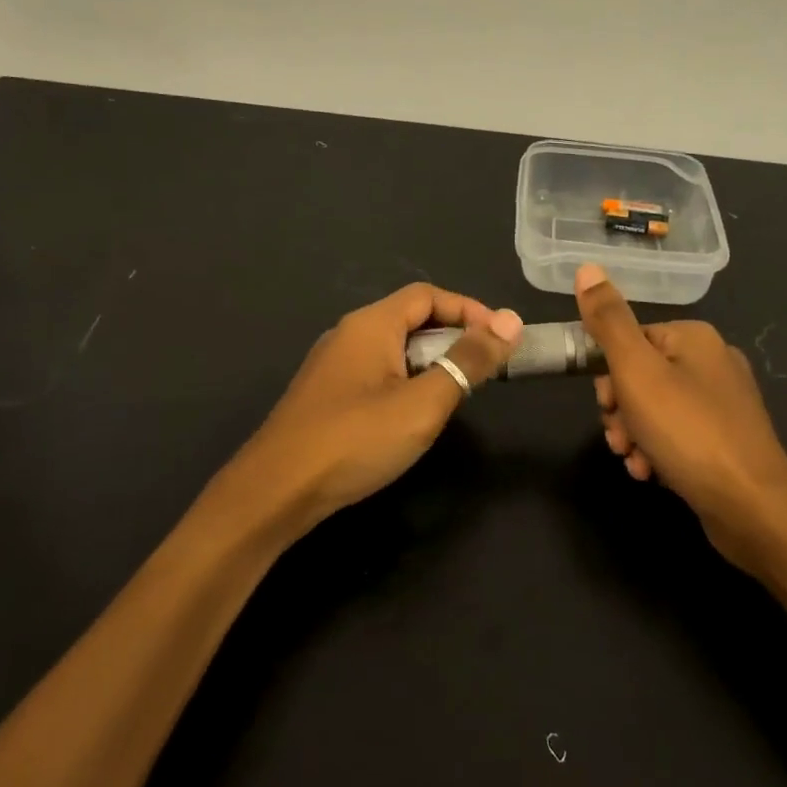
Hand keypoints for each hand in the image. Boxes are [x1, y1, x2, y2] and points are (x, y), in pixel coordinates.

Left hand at [229, 283, 523, 537]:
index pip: (428, 295)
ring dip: (430, 361)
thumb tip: (511, 321)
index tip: (501, 338)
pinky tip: (413, 414)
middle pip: (410, 318)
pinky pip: (376, 372)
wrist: (275, 491)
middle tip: (485, 368)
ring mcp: (332, 366)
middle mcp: (348, 334)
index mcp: (371, 325)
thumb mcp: (423, 402)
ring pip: (393, 348)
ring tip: (457, 392)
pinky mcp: (325, 396)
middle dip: (452, 336)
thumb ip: (468, 361)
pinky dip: (406, 380)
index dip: (469, 310)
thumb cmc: (355, 440)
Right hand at [574, 263, 786, 568]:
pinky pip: (677, 435)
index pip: (629, 340)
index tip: (605, 404)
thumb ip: (608, 321)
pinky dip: (658, 451)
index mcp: (694, 338)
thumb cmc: (688, 431)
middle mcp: (712, 362)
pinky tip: (651, 474)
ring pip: (655, 409)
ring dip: (634, 434)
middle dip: (620, 409)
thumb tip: (587, 269)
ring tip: (634, 462)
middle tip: (620, 437)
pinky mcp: (727, 440)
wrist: (752, 507)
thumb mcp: (636, 371)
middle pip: (641, 376)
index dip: (608, 374)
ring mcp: (724, 403)